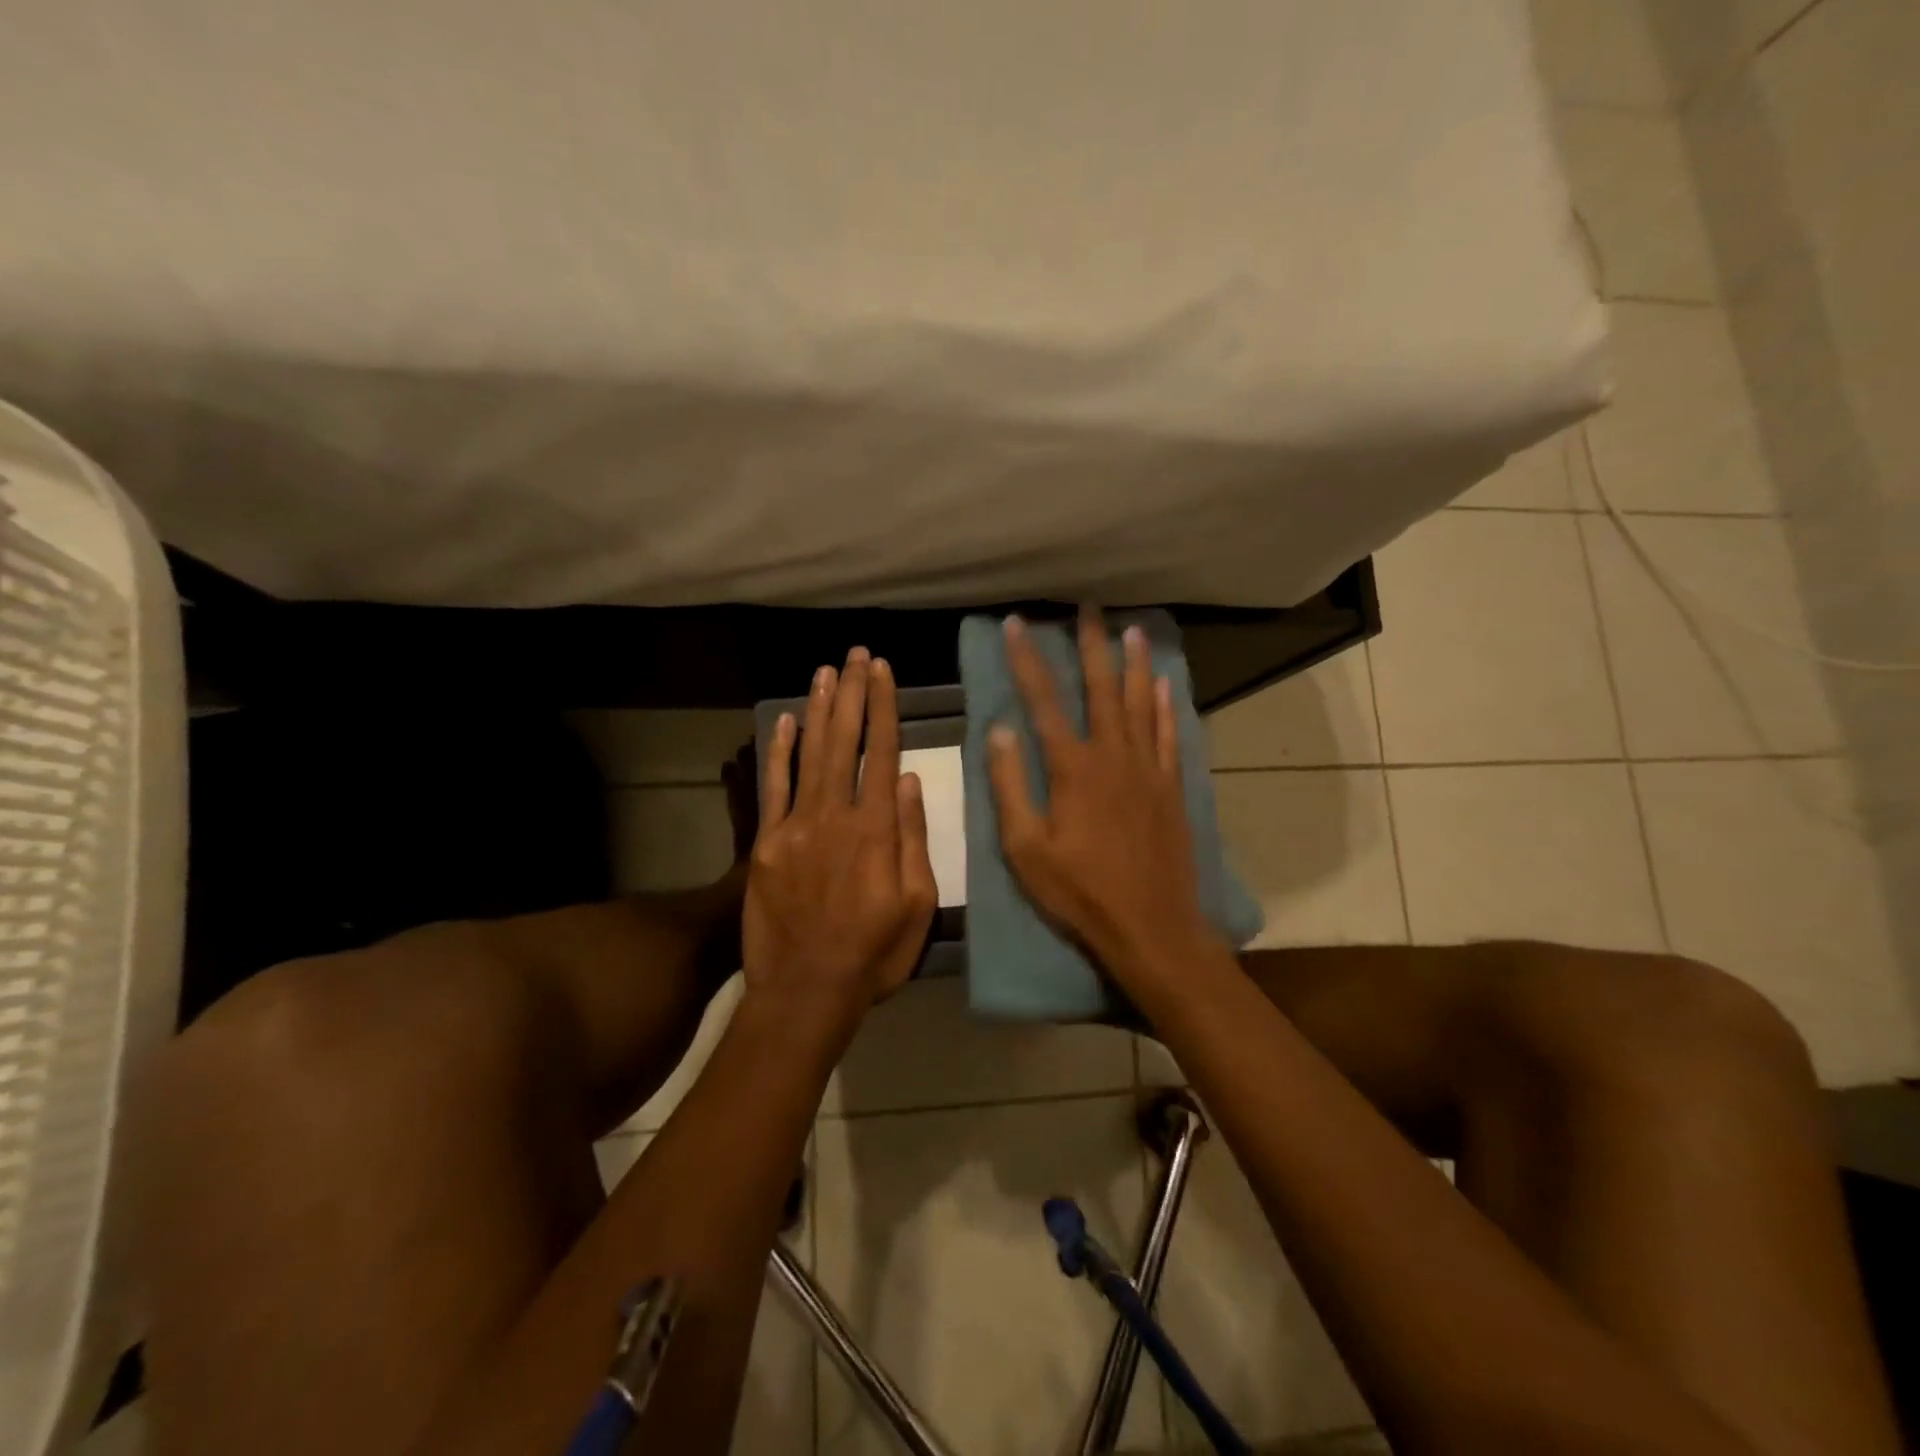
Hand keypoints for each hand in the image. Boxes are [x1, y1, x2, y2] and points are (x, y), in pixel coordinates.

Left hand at [743, 647, 937, 1024]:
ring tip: (826, 672)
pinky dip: (779, 752)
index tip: (882, 671)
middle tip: (854, 656)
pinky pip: (773, 788)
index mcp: (876, 830)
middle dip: (851, 694)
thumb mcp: (917, 905)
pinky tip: (787, 721)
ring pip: (810, 755)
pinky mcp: (766, 844)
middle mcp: (835, 815)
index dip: (883, 707)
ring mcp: (795, 827)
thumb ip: (914, 839)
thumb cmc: (874, 953)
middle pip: (845, 742)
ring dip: (820, 710)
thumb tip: (913, 781)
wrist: (806, 991)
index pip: (883, 753)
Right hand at [987, 607, 1220, 983]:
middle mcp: (1114, 756)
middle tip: (1088, 608)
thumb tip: (1000, 731)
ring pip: (1141, 703)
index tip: (1016, 624)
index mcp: (1073, 769)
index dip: (1027, 660)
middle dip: (1091, 645)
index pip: (1044, 702)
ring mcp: (1149, 770)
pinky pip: (1169, 735)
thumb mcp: (1026, 849)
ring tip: (1132, 630)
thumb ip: (1010, 787)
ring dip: (1134, 664)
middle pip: (1102, 688)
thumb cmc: (1080, 893)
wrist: (1151, 927)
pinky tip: (1164, 685)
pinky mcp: (1172, 788)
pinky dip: (1165, 706)